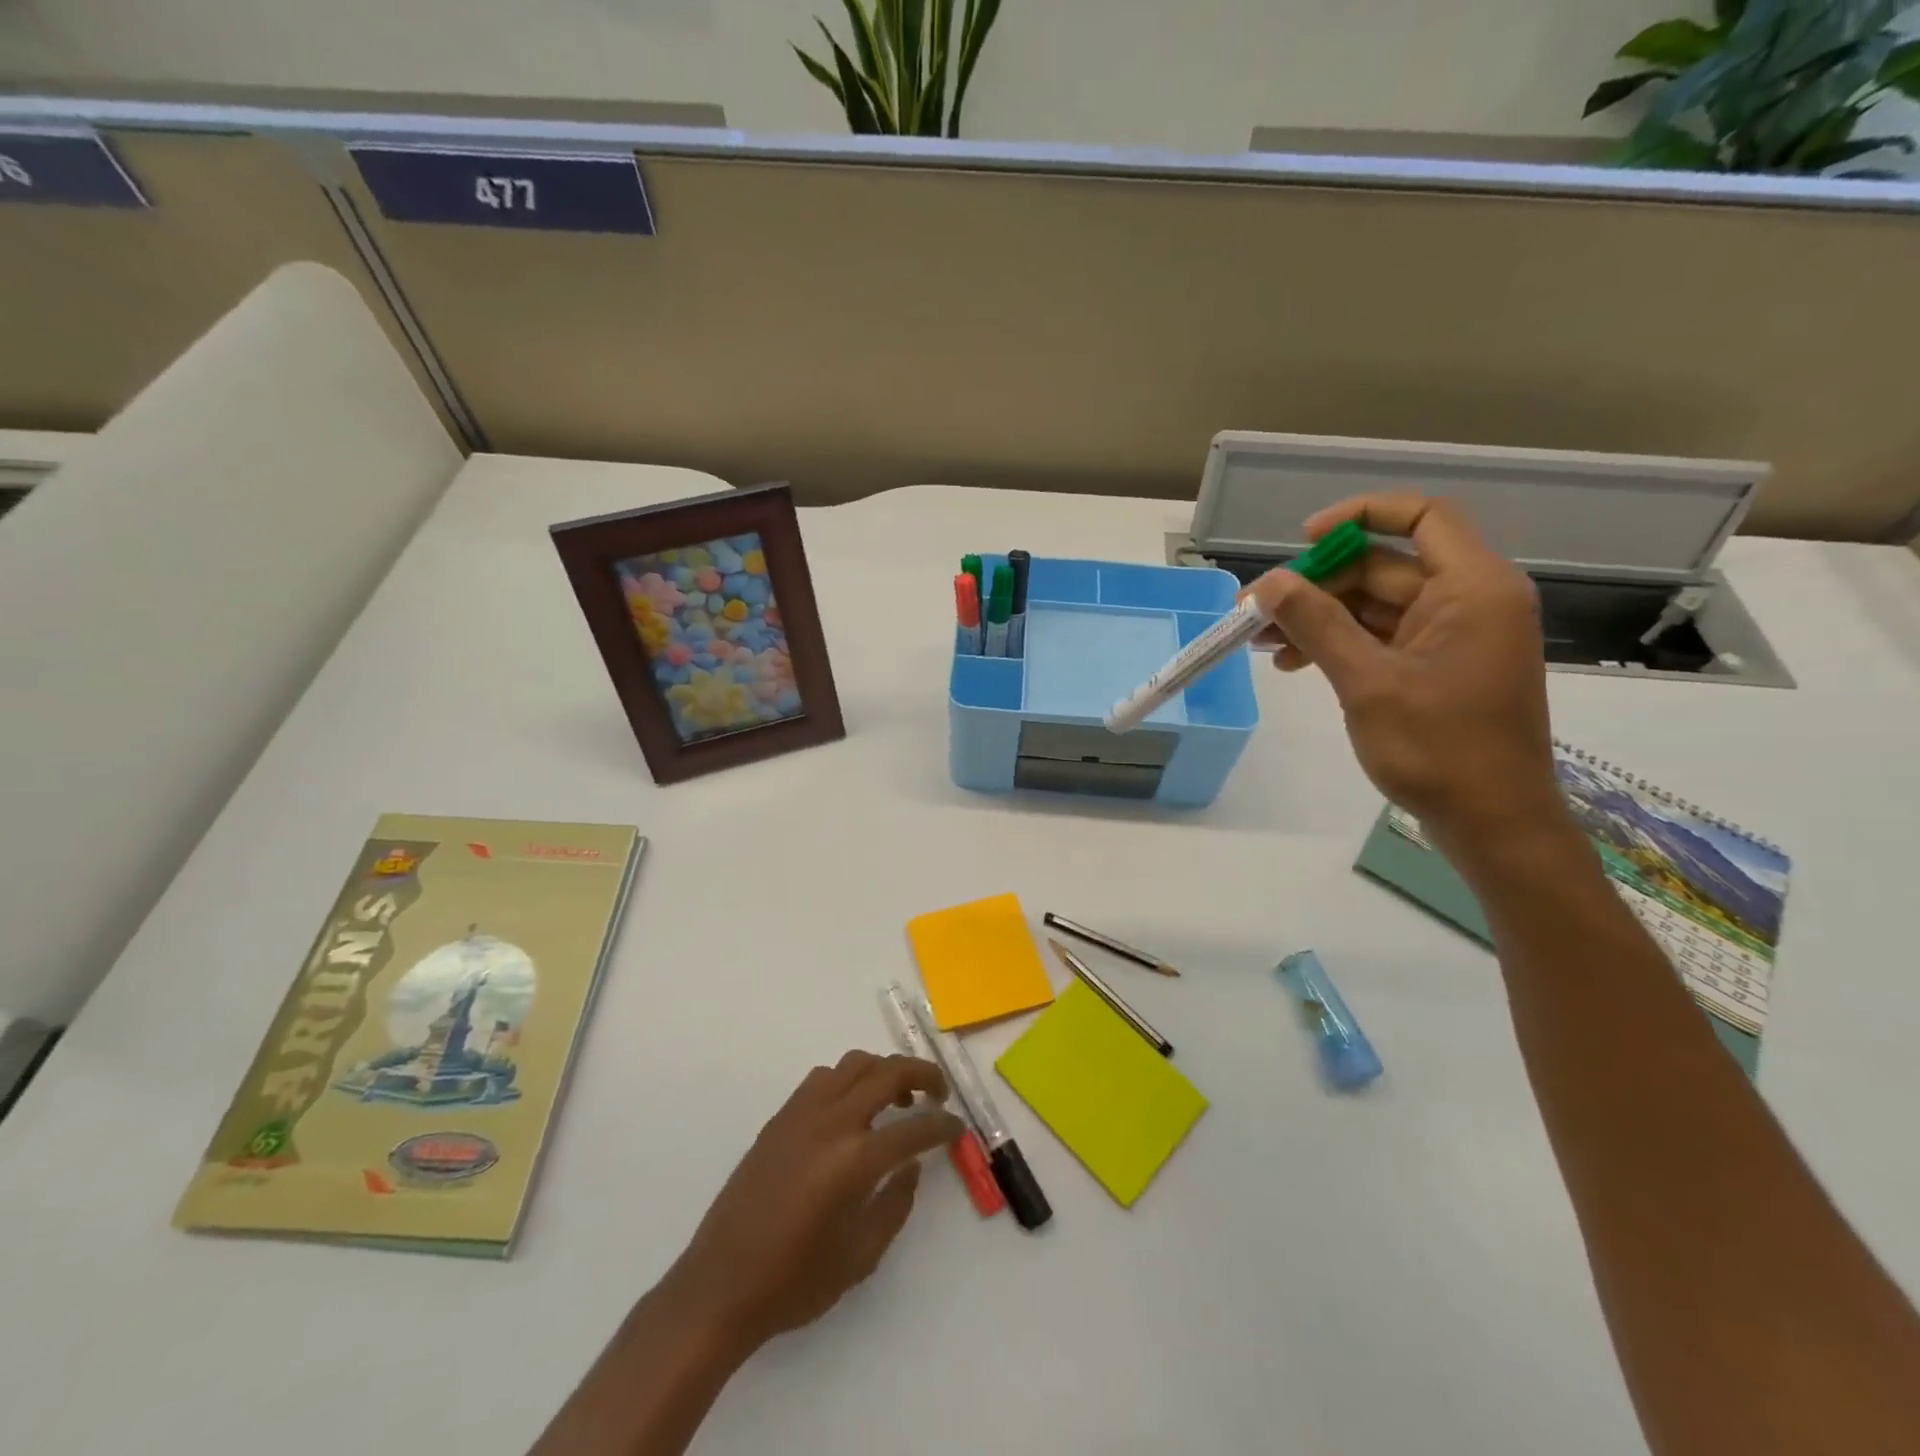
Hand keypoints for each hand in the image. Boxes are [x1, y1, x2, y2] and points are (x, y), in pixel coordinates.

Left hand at [663, 1051, 964, 1354]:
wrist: (720, 1285)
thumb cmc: (795, 1282)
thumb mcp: (861, 1257)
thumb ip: (895, 1204)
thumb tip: (912, 1165)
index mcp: (856, 1160)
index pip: (916, 1127)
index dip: (944, 1125)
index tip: (958, 1128)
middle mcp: (832, 1122)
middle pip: (888, 1072)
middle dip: (923, 1075)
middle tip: (938, 1092)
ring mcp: (802, 1113)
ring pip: (854, 1064)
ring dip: (884, 1071)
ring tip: (895, 1099)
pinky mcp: (780, 1117)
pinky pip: (823, 1078)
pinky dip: (848, 1081)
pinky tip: (850, 1111)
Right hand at [1248, 493, 1564, 848]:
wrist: (1492, 823)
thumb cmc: (1438, 748)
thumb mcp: (1368, 682)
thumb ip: (1317, 625)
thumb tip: (1267, 583)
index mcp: (1473, 588)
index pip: (1421, 517)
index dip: (1359, 516)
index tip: (1301, 540)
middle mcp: (1469, 600)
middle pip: (1384, 566)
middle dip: (1318, 584)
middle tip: (1258, 611)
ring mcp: (1453, 636)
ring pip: (1375, 605)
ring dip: (1319, 618)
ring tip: (1262, 644)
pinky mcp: (1438, 667)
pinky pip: (1381, 637)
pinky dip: (1339, 644)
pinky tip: (1294, 664)